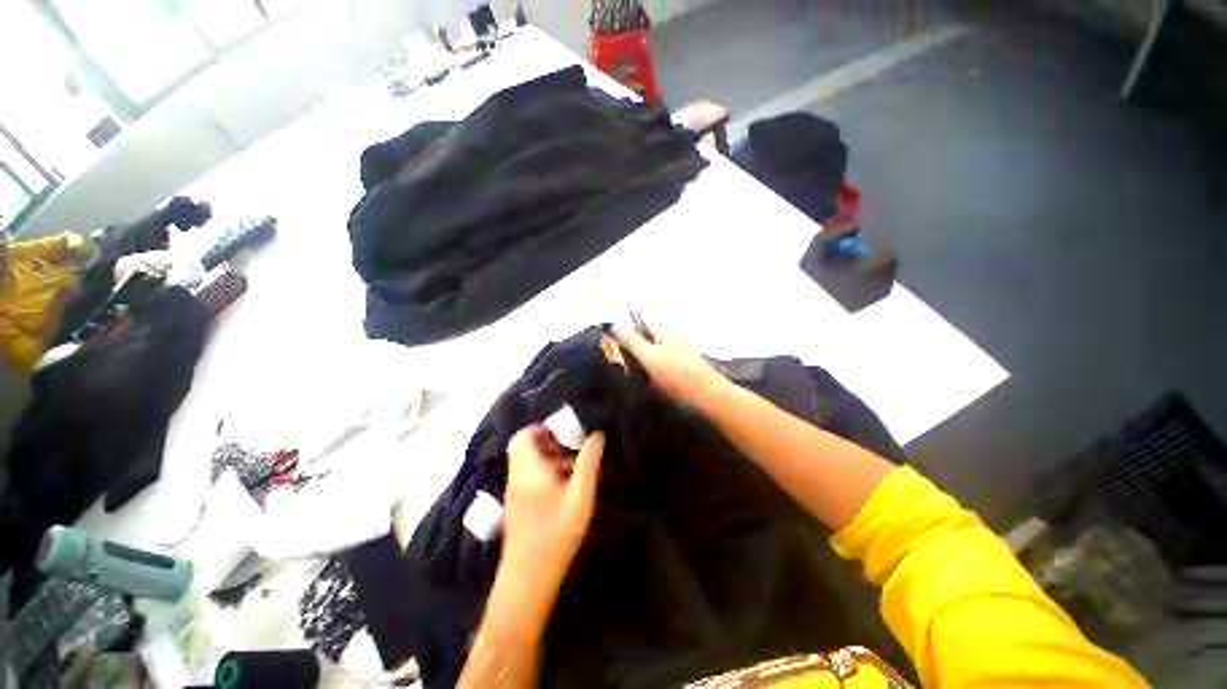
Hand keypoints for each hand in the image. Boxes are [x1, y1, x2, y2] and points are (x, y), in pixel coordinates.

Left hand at [502, 425, 604, 585]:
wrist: (527, 579)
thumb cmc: (556, 533)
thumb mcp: (580, 497)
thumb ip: (588, 464)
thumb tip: (596, 437)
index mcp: (529, 469)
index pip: (525, 435)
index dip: (543, 429)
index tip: (565, 434)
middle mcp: (517, 476)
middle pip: (527, 447)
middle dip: (551, 444)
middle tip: (573, 451)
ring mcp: (515, 492)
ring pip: (529, 463)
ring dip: (550, 460)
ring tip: (576, 470)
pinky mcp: (517, 506)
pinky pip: (529, 477)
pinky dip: (545, 474)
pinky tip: (566, 489)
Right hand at [613, 326, 725, 408]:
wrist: (708, 397)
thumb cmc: (677, 375)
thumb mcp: (650, 357)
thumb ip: (632, 341)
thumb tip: (613, 324)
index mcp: (664, 330)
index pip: (638, 323)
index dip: (624, 334)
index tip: (612, 349)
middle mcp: (670, 337)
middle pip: (644, 338)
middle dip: (631, 350)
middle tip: (620, 366)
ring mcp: (676, 352)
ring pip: (651, 353)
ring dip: (640, 363)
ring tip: (630, 376)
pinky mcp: (679, 367)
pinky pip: (659, 365)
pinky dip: (650, 371)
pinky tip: (646, 383)